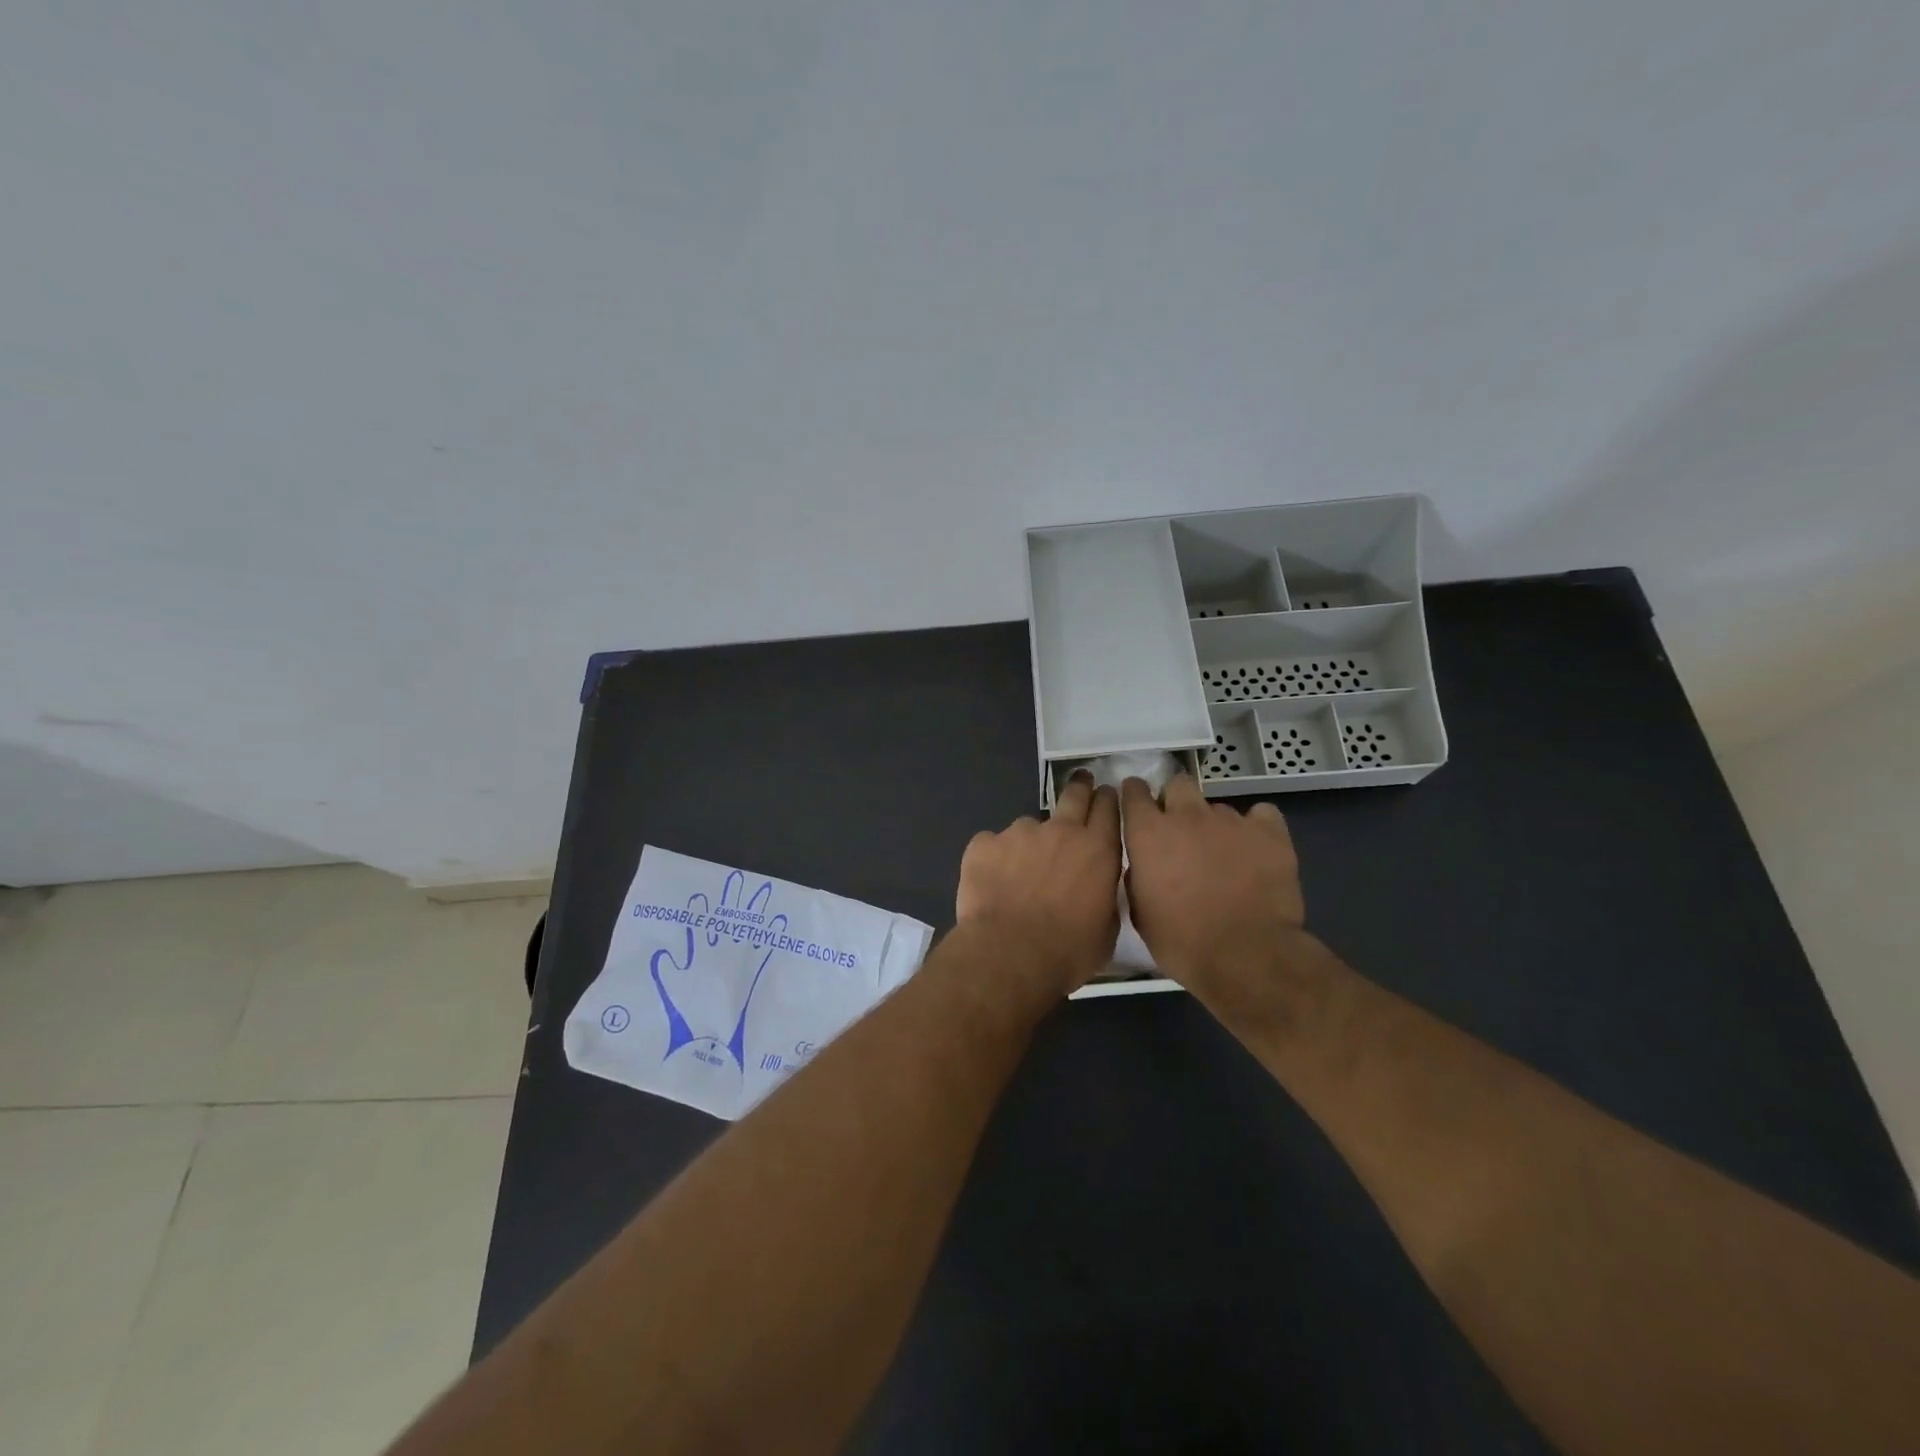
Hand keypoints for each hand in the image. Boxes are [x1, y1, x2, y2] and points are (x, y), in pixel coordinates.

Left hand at [956, 773, 1121, 993]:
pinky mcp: (984, 844)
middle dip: (1080, 787)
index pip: (1108, 809)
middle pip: (1073, 796)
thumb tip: (1097, 887)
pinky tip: (990, 883)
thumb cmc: (1068, 951)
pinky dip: (994, 859)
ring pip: (1028, 826)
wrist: (1010, 954)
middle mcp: (1060, 831)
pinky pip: (992, 845)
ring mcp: (1019, 833)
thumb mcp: (1106, 929)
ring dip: (1029, 842)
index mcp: (1097, 850)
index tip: (1106, 793)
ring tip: (1020, 872)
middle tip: (1081, 781)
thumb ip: (1103, 896)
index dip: (1107, 799)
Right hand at [1120, 773, 1306, 1008]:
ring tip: (1224, 856)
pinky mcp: (1270, 832)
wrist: (1247, 956)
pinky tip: (1256, 849)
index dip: (1134, 796)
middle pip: (1178, 785)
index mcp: (1149, 833)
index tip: (1138, 808)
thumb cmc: (1183, 942)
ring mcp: (1231, 820)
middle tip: (1181, 832)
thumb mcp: (1141, 915)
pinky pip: (1261, 815)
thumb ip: (1138, 879)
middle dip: (1176, 802)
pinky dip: (1257, 828)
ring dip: (1215, 826)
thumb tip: (1144, 867)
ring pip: (1218, 808)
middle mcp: (1187, 816)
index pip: (1134, 792)